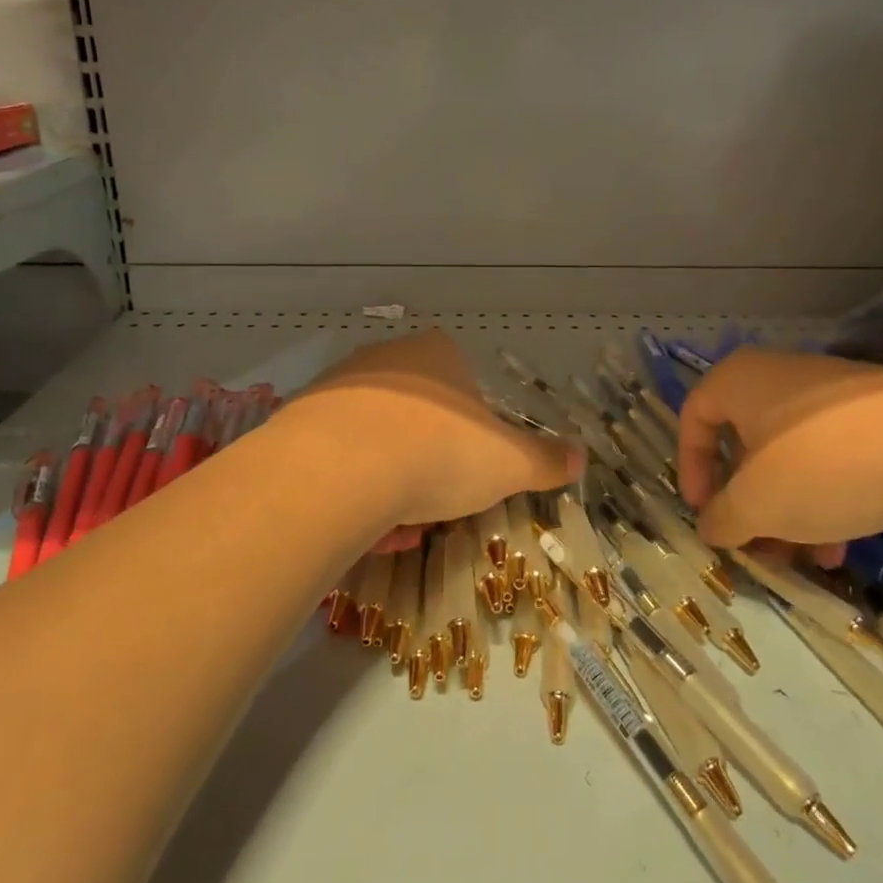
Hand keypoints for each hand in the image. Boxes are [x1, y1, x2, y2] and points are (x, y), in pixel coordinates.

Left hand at [291, 330, 584, 527]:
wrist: (342, 466)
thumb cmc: (441, 452)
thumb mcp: (509, 462)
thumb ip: (546, 459)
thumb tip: (582, 457)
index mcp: (438, 355)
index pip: (463, 386)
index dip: (471, 433)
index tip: (469, 472)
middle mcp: (386, 359)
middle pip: (417, 416)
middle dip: (428, 463)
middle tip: (433, 506)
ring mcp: (338, 386)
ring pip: (376, 441)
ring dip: (391, 483)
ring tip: (396, 527)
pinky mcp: (300, 418)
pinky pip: (337, 458)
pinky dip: (353, 490)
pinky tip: (360, 525)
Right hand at [678, 348, 882, 549]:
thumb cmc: (823, 464)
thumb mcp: (756, 504)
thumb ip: (722, 518)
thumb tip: (713, 526)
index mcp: (739, 380)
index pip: (693, 419)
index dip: (691, 470)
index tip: (705, 513)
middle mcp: (779, 377)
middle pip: (746, 445)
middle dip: (750, 504)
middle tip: (758, 546)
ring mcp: (833, 394)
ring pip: (792, 458)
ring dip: (789, 512)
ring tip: (806, 559)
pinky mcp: (879, 415)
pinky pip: (833, 458)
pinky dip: (828, 498)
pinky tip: (844, 544)